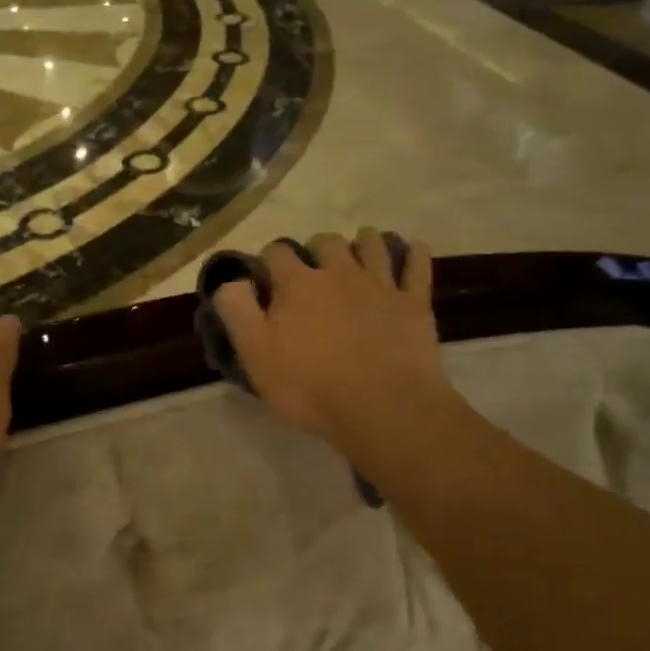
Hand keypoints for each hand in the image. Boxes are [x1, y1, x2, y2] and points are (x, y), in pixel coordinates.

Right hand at [211, 231, 454, 459]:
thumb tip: (231, 279)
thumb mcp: (255, 354)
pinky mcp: (413, 303)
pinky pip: (418, 267)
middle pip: (326, 241)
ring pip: (372, 244)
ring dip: (363, 241)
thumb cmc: (311, 386)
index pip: (277, 252)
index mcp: (298, 283)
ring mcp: (380, 284)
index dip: (269, 260)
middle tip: (313, 269)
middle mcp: (339, 272)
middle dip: (316, 248)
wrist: (384, 408)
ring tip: (359, 250)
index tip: (266, 278)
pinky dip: (416, 254)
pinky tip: (415, 250)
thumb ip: (237, 310)